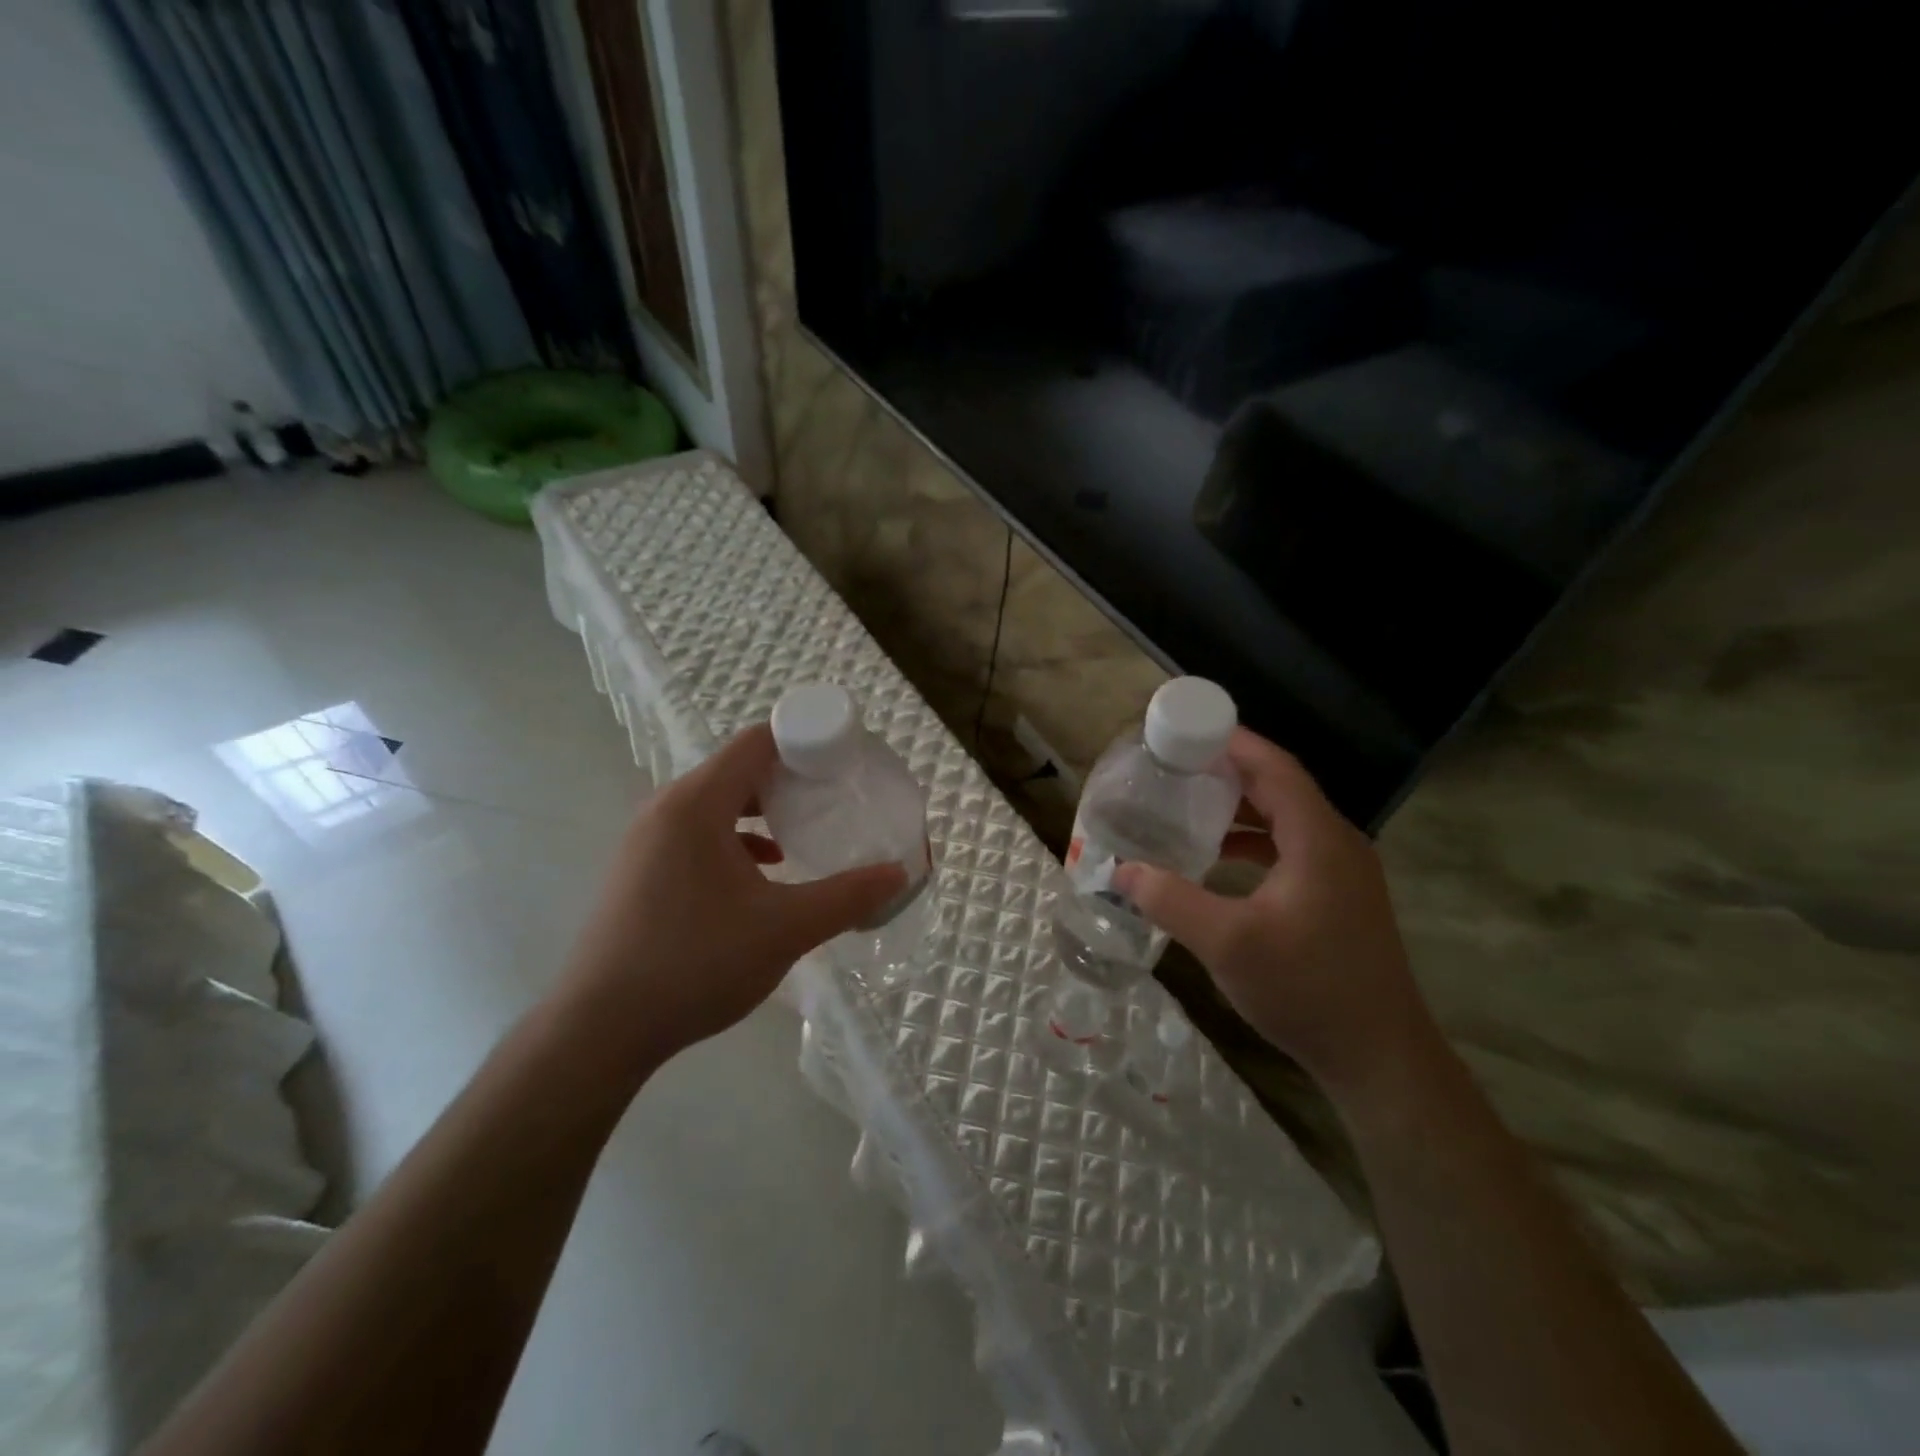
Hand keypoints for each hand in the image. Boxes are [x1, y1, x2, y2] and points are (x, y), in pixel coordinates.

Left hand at [557, 724, 906, 1061]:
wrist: (599, 1029)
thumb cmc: (696, 963)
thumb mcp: (784, 929)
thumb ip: (847, 896)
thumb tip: (898, 873)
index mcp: (696, 804)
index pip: (757, 742)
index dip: (805, 741)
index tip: (845, 762)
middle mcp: (666, 808)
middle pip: (738, 769)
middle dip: (791, 778)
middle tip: (836, 797)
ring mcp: (647, 840)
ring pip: (717, 803)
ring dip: (763, 811)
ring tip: (805, 831)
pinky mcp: (640, 870)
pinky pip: (698, 833)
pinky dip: (736, 838)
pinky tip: (764, 871)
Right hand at [1113, 728, 1431, 1097]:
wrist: (1379, 1058)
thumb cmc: (1307, 990)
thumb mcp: (1228, 943)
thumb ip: (1170, 900)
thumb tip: (1120, 871)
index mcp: (1318, 839)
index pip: (1275, 767)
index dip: (1233, 742)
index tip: (1186, 729)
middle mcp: (1336, 843)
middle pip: (1280, 787)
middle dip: (1228, 771)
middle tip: (1175, 766)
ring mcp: (1342, 872)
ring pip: (1285, 819)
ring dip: (1239, 807)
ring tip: (1188, 804)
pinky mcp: (1339, 897)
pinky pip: (1290, 848)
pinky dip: (1252, 841)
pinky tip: (1218, 858)